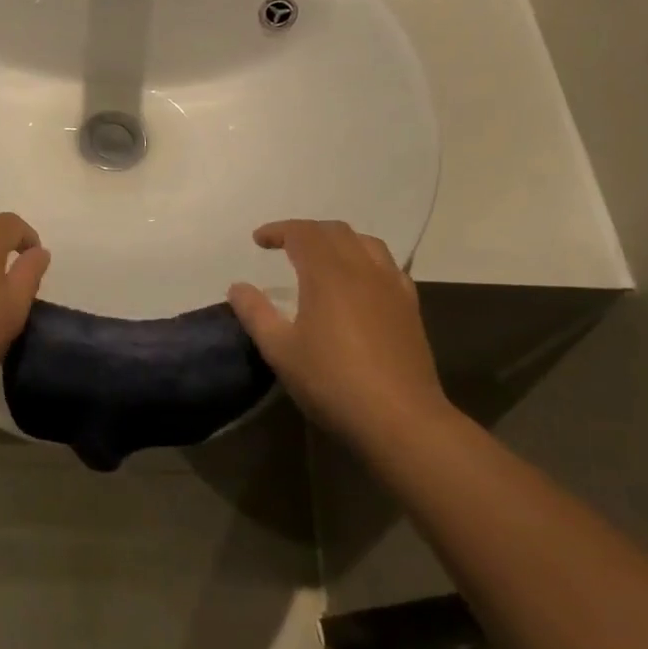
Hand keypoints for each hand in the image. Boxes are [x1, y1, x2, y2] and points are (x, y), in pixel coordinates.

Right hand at [227, 220, 448, 439]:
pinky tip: (359, 283)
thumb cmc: (332, 382)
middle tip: (284, 247)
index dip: (278, 230)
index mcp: (327, 274)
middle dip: (306, 232)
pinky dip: (366, 260)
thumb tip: (237, 287)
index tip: (258, 241)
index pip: (302, 233)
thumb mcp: (280, 351)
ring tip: (322, 258)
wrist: (399, 418)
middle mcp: (362, 269)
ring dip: (339, 241)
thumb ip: (255, 313)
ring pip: (366, 243)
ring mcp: (391, 286)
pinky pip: (388, 266)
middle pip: (335, 231)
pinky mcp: (410, 307)